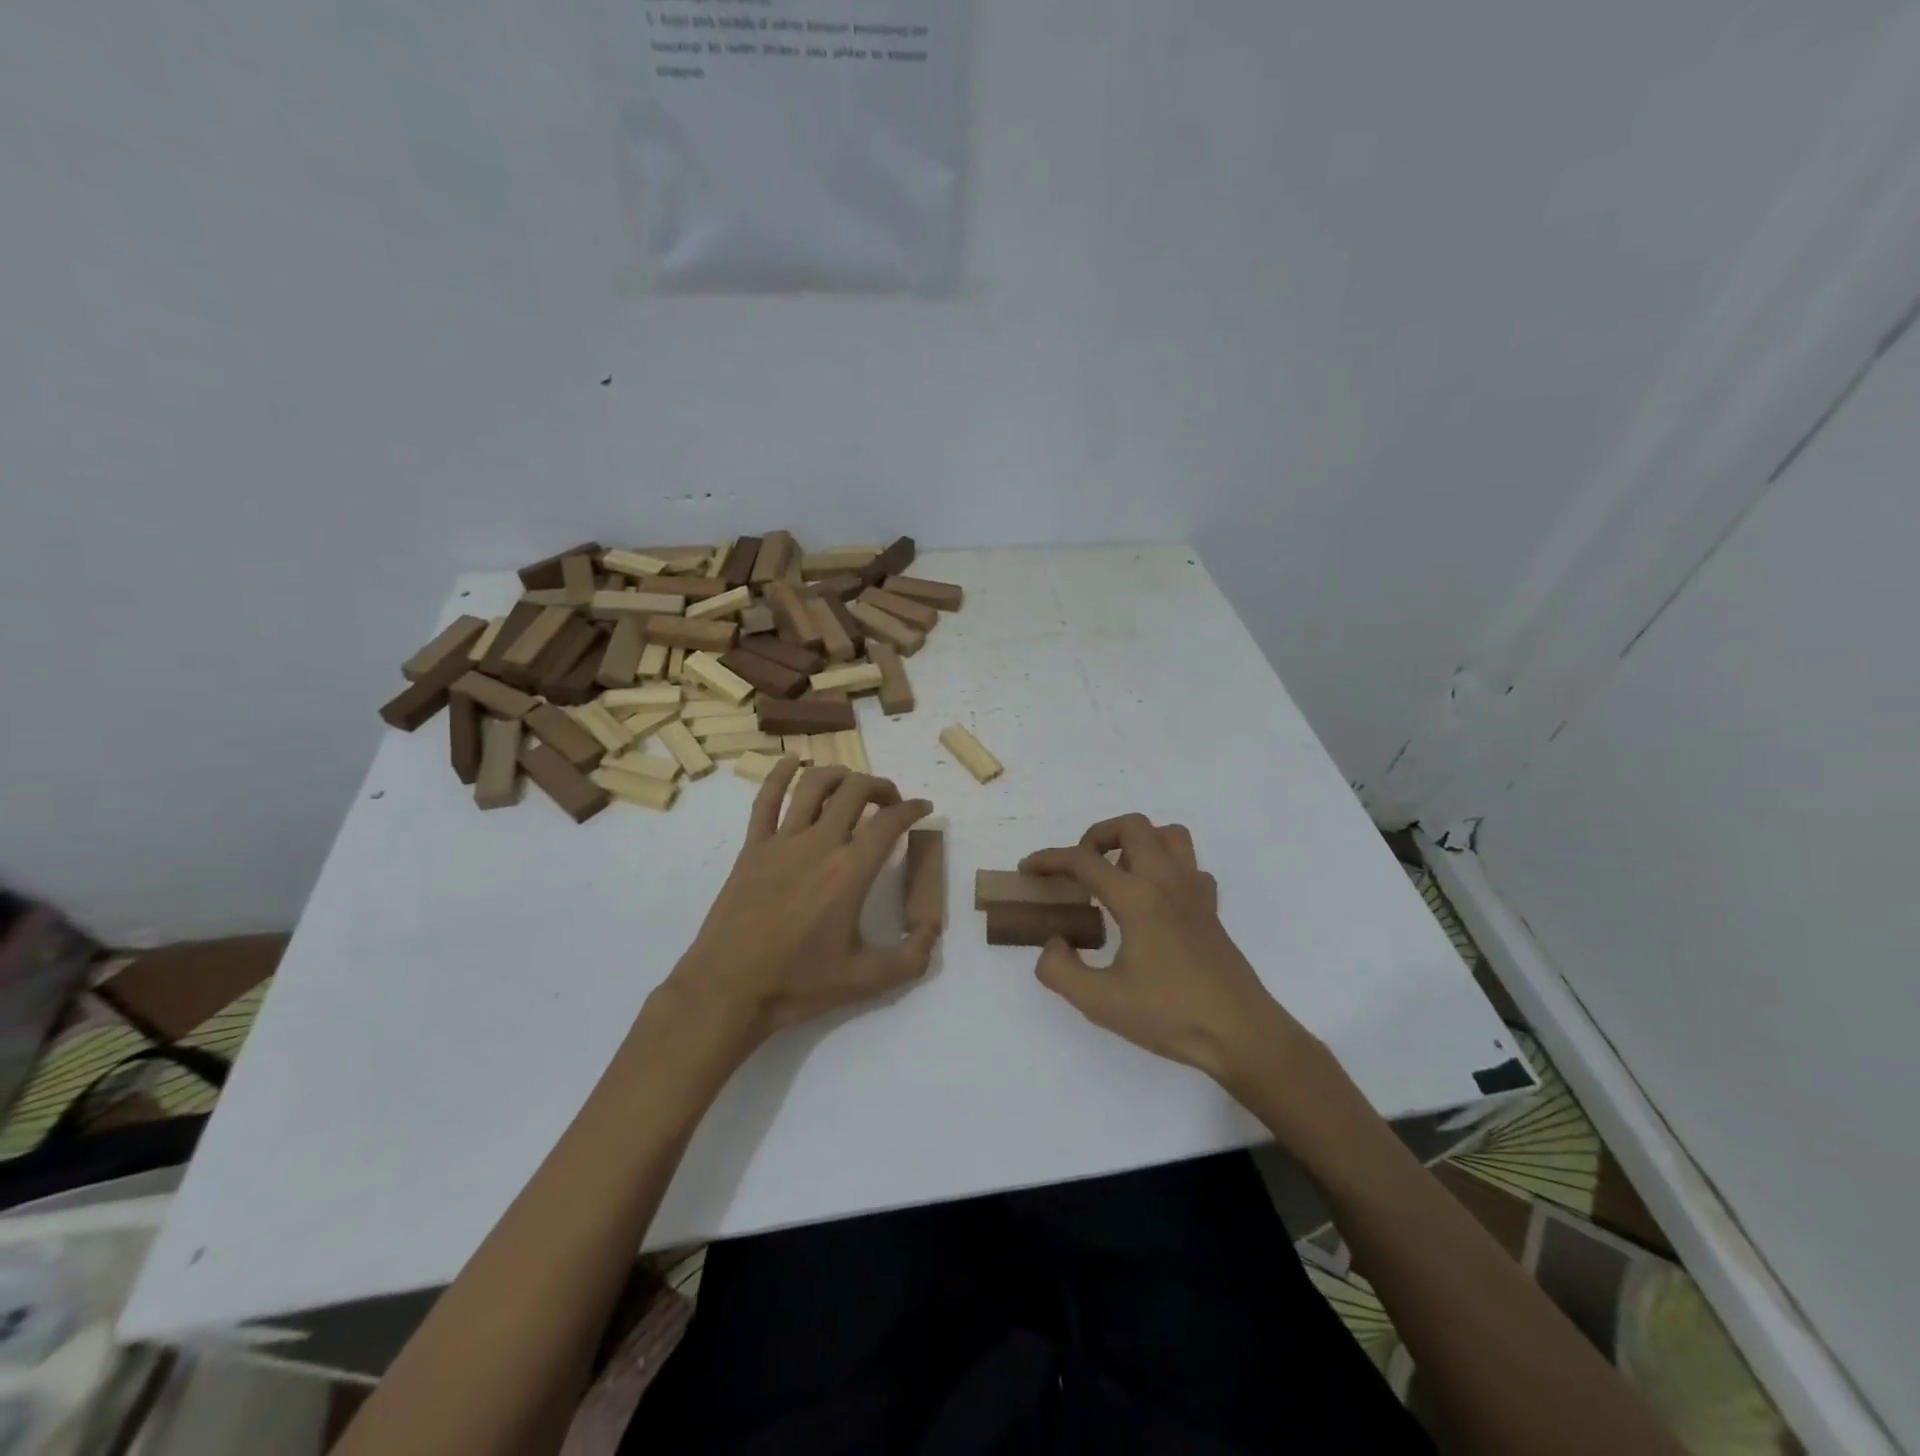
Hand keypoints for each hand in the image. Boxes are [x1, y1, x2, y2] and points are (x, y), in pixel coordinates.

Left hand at [662, 760, 938, 1048]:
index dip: (912, 808)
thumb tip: (932, 931)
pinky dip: (780, 773)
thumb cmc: (799, 984)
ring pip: (814, 785)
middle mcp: (819, 844)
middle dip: (880, 786)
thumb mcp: (867, 981)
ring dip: (840, 775)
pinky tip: (792, 760)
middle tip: (890, 800)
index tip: (922, 808)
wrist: (728, 990)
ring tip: (852, 784)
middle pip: (855, 791)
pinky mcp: (752, 847)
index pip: (889, 822)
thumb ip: (911, 957)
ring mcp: (781, 841)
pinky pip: (766, 798)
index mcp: (850, 871)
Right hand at [1022, 814, 1315, 1090]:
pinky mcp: (1211, 909)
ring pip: (1168, 835)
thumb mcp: (1100, 1002)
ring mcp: (1194, 892)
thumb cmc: (1170, 1015)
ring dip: (1137, 841)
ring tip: (1117, 872)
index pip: (1084, 861)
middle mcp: (1166, 881)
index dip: (1050, 860)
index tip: (1028, 869)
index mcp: (1137, 897)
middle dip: (1098, 835)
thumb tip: (1054, 944)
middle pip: (1132, 826)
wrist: (1241, 1033)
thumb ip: (1060, 970)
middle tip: (1080, 866)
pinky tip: (1154, 898)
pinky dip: (1166, 867)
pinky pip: (1189, 866)